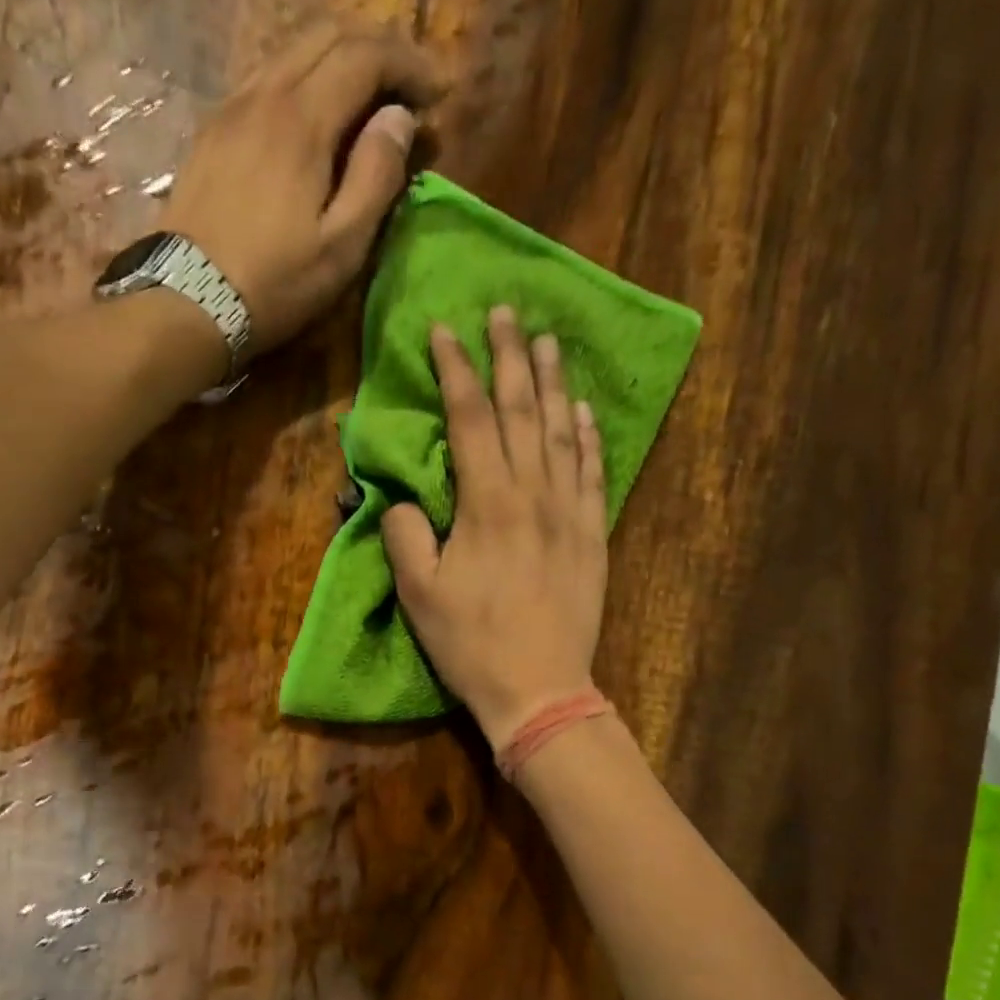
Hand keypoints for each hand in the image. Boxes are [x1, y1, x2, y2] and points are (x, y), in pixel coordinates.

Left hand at [160, 20, 446, 356]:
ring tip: (365, 99)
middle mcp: (264, 95)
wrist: (189, 302)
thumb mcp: (341, 247)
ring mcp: (230, 109)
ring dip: (337, 60)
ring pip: (291, 52)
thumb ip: (375, 178)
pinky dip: (301, 80)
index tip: (435, 95)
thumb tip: (399, 121)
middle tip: (406, 86)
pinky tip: (313, 117)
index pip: (365, 56)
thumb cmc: (275, 285)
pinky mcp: (212, 133)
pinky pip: (263, 80)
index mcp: (302, 120)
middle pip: (326, 34)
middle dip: (376, 48)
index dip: (408, 65)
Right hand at [383, 307, 608, 750]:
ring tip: (545, 341)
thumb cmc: (472, 644)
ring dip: (552, 383)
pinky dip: (588, 437)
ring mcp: (570, 512)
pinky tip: (583, 411)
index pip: (472, 419)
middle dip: (508, 357)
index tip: (446, 331)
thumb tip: (407, 500)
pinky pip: (593, 472)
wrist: (541, 688)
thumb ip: (406, 536)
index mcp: (488, 503)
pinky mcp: (593, 535)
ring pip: (561, 432)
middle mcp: (534, 494)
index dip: (457, 370)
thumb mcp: (419, 595)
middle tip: (503, 311)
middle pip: (521, 411)